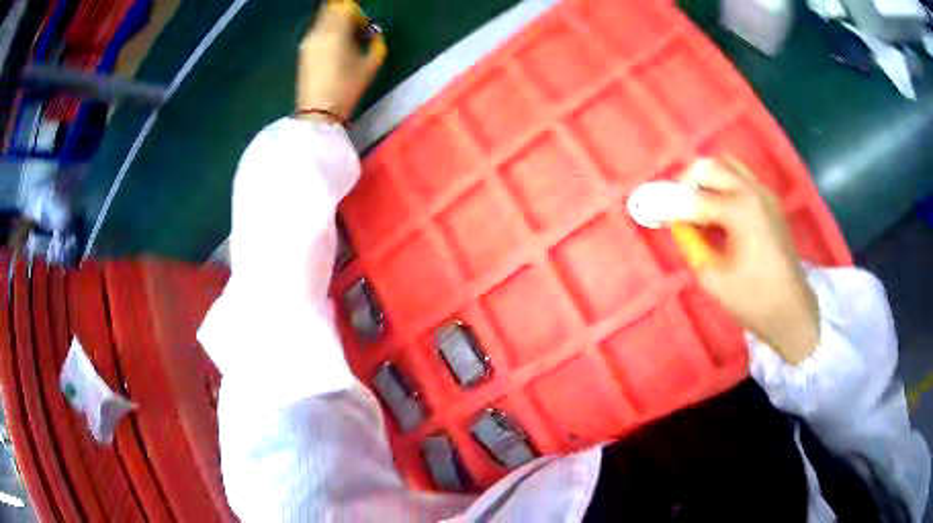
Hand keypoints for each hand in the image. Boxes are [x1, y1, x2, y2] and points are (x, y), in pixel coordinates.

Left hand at [297, 0, 385, 123]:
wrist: (318, 111)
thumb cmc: (347, 87)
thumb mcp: (371, 65)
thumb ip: (376, 42)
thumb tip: (373, 33)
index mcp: (336, 31)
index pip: (346, 7)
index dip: (358, 14)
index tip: (365, 28)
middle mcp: (318, 31)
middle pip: (331, 10)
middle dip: (345, 16)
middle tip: (356, 31)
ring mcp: (308, 41)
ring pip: (323, 20)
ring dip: (335, 24)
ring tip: (346, 42)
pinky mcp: (302, 52)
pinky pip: (317, 31)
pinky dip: (327, 33)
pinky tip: (335, 50)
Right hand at [678, 158, 818, 364]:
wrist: (792, 309)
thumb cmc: (753, 300)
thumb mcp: (713, 278)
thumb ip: (692, 244)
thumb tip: (678, 223)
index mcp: (740, 211)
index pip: (695, 198)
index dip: (670, 205)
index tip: (653, 211)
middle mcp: (753, 192)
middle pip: (710, 166)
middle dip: (687, 181)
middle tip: (676, 204)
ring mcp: (764, 193)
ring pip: (727, 164)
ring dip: (706, 178)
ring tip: (696, 203)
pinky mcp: (770, 200)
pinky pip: (740, 176)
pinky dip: (723, 183)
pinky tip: (718, 209)